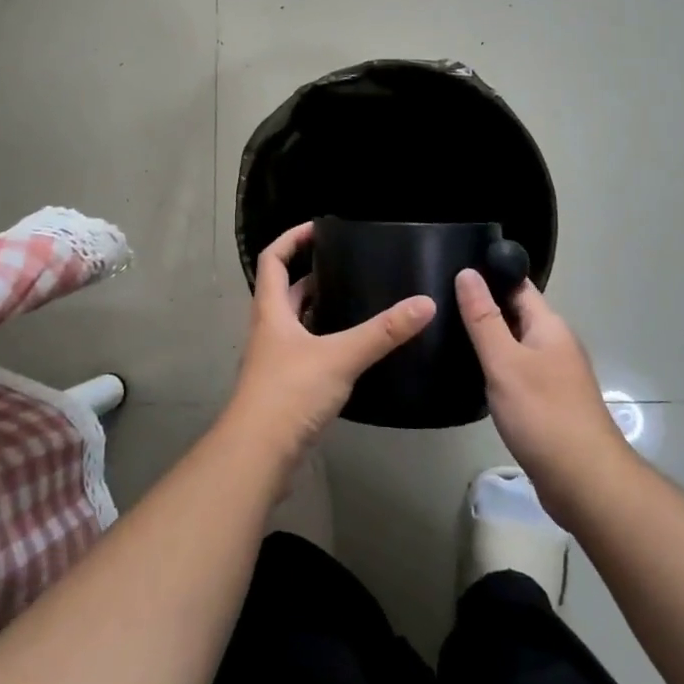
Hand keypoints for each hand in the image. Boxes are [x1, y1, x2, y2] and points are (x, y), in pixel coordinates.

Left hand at [222, 222, 435, 471]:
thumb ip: (382, 332)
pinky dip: (326, 342)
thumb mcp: (340, 356)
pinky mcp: (286, 387)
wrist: (258, 454)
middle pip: (286, 291)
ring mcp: (275, 360)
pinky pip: (306, 351)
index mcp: (272, 311)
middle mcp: (269, 330)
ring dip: (320, 309)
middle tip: (349, 266)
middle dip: (313, 275)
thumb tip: (425, 303)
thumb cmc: (290, 393)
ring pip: (296, 323)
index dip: (291, 239)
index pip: (273, 260)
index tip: (319, 228)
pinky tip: (352, 349)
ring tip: (357, 301)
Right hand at [454, 270, 633, 522]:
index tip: (451, 267)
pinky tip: (471, 374)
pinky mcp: (547, 403)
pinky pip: (517, 372)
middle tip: (438, 300)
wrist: (584, 482)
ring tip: (446, 332)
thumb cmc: (543, 414)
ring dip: (488, 338)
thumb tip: (467, 272)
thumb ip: (484, 318)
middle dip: (483, 305)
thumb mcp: (505, 362)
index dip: (489, 273)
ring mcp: (554, 375)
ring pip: (515, 344)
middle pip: (516, 313)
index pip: (518, 285)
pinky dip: (495, 367)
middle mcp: (555, 344)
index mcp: (549, 326)